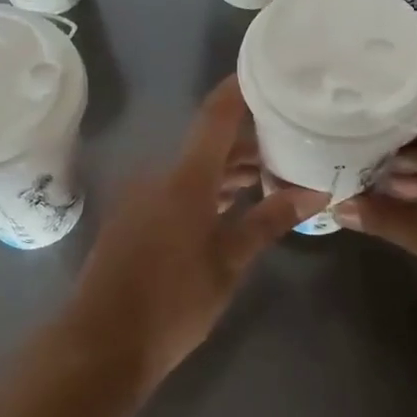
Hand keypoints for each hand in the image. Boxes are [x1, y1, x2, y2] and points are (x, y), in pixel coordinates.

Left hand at [64, 77, 323, 388]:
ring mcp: (143, 194)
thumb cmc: (173, 301)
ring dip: (229, 166)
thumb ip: (269, 220)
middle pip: (209, 140)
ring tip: (273, 171)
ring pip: (195, 166)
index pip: (217, 114)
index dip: (241, 88)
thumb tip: (315, 192)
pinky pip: (177, 186)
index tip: (272, 72)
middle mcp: (161, 173)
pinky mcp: (135, 216)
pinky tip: (235, 202)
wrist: (102, 344)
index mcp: (186, 176)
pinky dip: (208, 187)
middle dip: (249, 137)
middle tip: (292, 137)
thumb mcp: (229, 262)